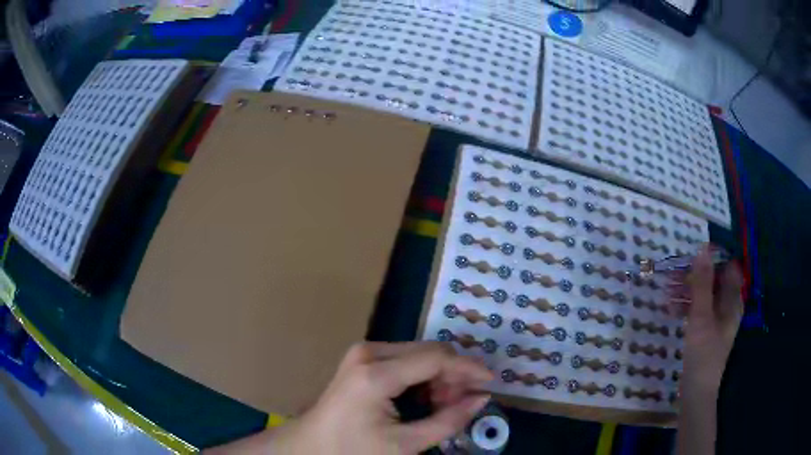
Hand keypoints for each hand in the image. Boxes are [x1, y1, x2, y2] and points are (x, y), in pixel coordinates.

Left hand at [218, 342, 493, 454]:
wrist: (312, 445)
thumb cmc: (354, 450)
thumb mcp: (405, 444)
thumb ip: (447, 421)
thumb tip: (481, 398)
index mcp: (377, 374)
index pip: (437, 358)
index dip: (469, 368)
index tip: (490, 382)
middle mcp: (369, 352)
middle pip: (429, 351)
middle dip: (454, 374)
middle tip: (464, 401)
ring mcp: (363, 351)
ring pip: (419, 353)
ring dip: (439, 375)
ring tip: (443, 403)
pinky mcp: (362, 357)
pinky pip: (404, 358)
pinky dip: (422, 375)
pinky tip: (425, 396)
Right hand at [681, 244, 743, 391]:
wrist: (696, 392)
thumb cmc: (703, 353)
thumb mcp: (701, 316)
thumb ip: (702, 283)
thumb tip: (702, 249)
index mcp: (732, 300)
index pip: (727, 266)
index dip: (712, 258)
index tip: (691, 257)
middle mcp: (727, 305)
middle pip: (713, 280)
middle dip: (694, 275)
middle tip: (672, 275)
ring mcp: (716, 319)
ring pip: (703, 295)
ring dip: (686, 291)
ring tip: (666, 292)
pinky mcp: (706, 330)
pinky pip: (698, 311)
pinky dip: (685, 307)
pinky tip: (670, 310)